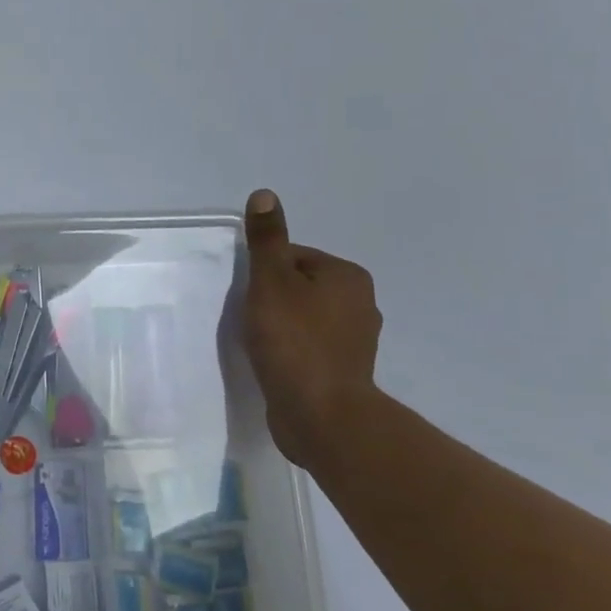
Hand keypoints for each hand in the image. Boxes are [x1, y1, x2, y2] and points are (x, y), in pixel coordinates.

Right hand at [242, 189, 382, 469]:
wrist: (321, 415)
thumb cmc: (294, 341)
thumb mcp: (271, 282)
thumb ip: (267, 240)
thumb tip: (265, 194)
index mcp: (347, 276)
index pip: (294, 257)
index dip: (264, 273)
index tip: (249, 296)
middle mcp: (360, 303)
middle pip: (299, 286)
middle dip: (272, 299)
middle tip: (250, 319)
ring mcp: (355, 340)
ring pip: (304, 317)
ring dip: (281, 325)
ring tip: (260, 343)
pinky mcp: (345, 370)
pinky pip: (309, 346)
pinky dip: (291, 349)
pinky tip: (274, 362)